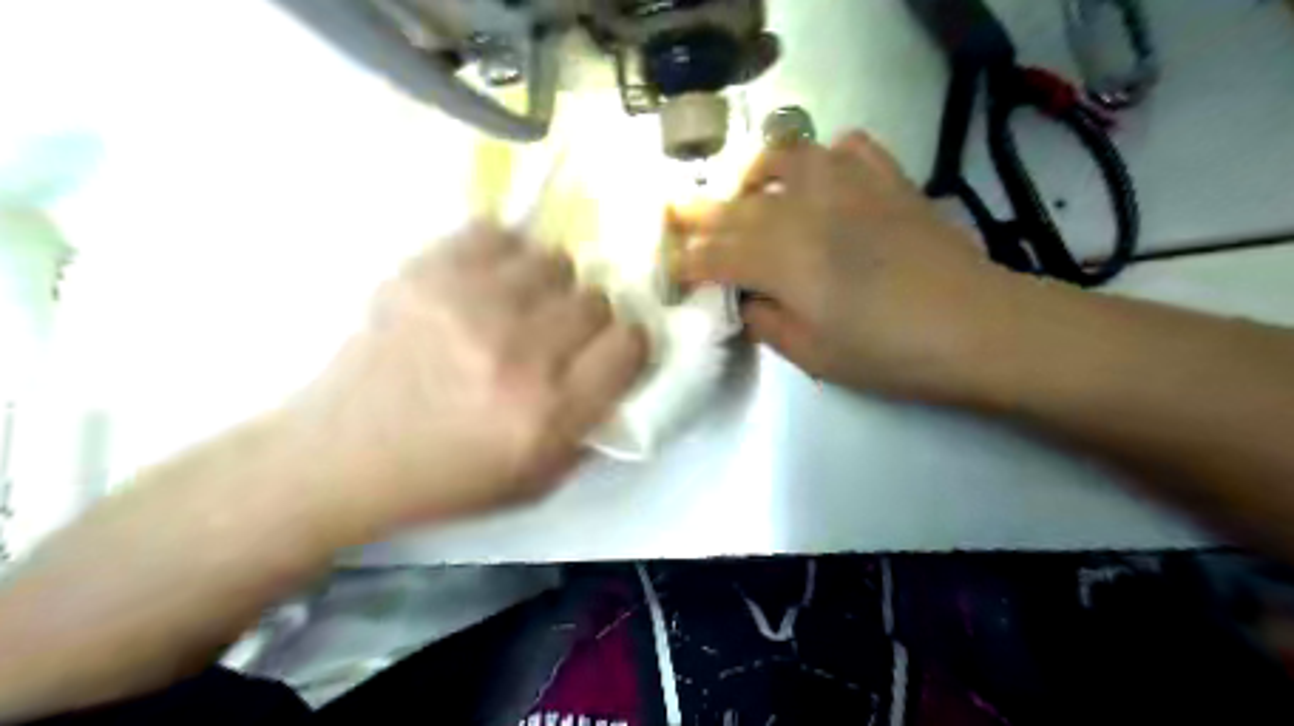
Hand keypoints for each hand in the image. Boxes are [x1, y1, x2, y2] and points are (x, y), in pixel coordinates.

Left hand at [284, 226, 647, 545]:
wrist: (344, 456)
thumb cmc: (449, 477)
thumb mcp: (539, 479)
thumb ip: (593, 424)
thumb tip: (622, 368)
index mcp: (550, 413)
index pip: (630, 343)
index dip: (628, 345)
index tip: (612, 350)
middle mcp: (518, 355)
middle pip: (596, 299)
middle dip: (588, 319)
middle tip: (560, 336)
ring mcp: (470, 306)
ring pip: (554, 261)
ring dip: (548, 286)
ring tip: (522, 306)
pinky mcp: (426, 274)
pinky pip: (498, 233)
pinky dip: (504, 255)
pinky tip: (489, 282)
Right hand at [678, 131, 1021, 402]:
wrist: (975, 328)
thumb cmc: (887, 353)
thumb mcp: (812, 355)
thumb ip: (766, 323)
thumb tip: (745, 301)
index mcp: (783, 260)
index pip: (717, 255)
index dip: (690, 262)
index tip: (673, 268)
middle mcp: (806, 211)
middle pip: (738, 206)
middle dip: (701, 214)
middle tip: (677, 215)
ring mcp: (849, 186)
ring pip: (786, 156)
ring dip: (758, 172)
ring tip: (752, 192)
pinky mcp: (888, 180)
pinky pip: (847, 147)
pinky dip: (825, 156)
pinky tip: (822, 177)